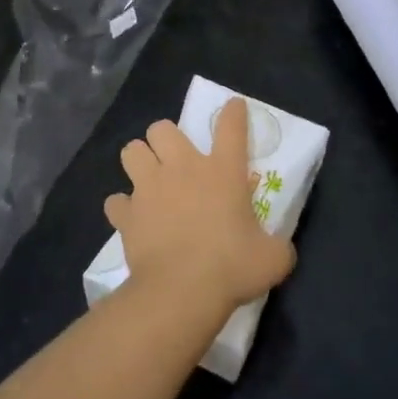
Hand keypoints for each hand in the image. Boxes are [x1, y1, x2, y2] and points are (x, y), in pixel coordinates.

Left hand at [106, 97, 295, 310]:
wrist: (181, 292)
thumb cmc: (232, 268)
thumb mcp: (273, 258)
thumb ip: (278, 245)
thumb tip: (281, 248)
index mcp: (223, 171)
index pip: (230, 126)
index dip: (233, 112)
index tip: (234, 106)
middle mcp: (183, 168)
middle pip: (162, 128)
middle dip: (166, 138)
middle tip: (175, 161)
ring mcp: (149, 188)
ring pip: (131, 151)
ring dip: (139, 161)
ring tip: (149, 180)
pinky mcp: (126, 214)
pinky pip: (116, 201)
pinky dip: (123, 208)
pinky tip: (132, 219)